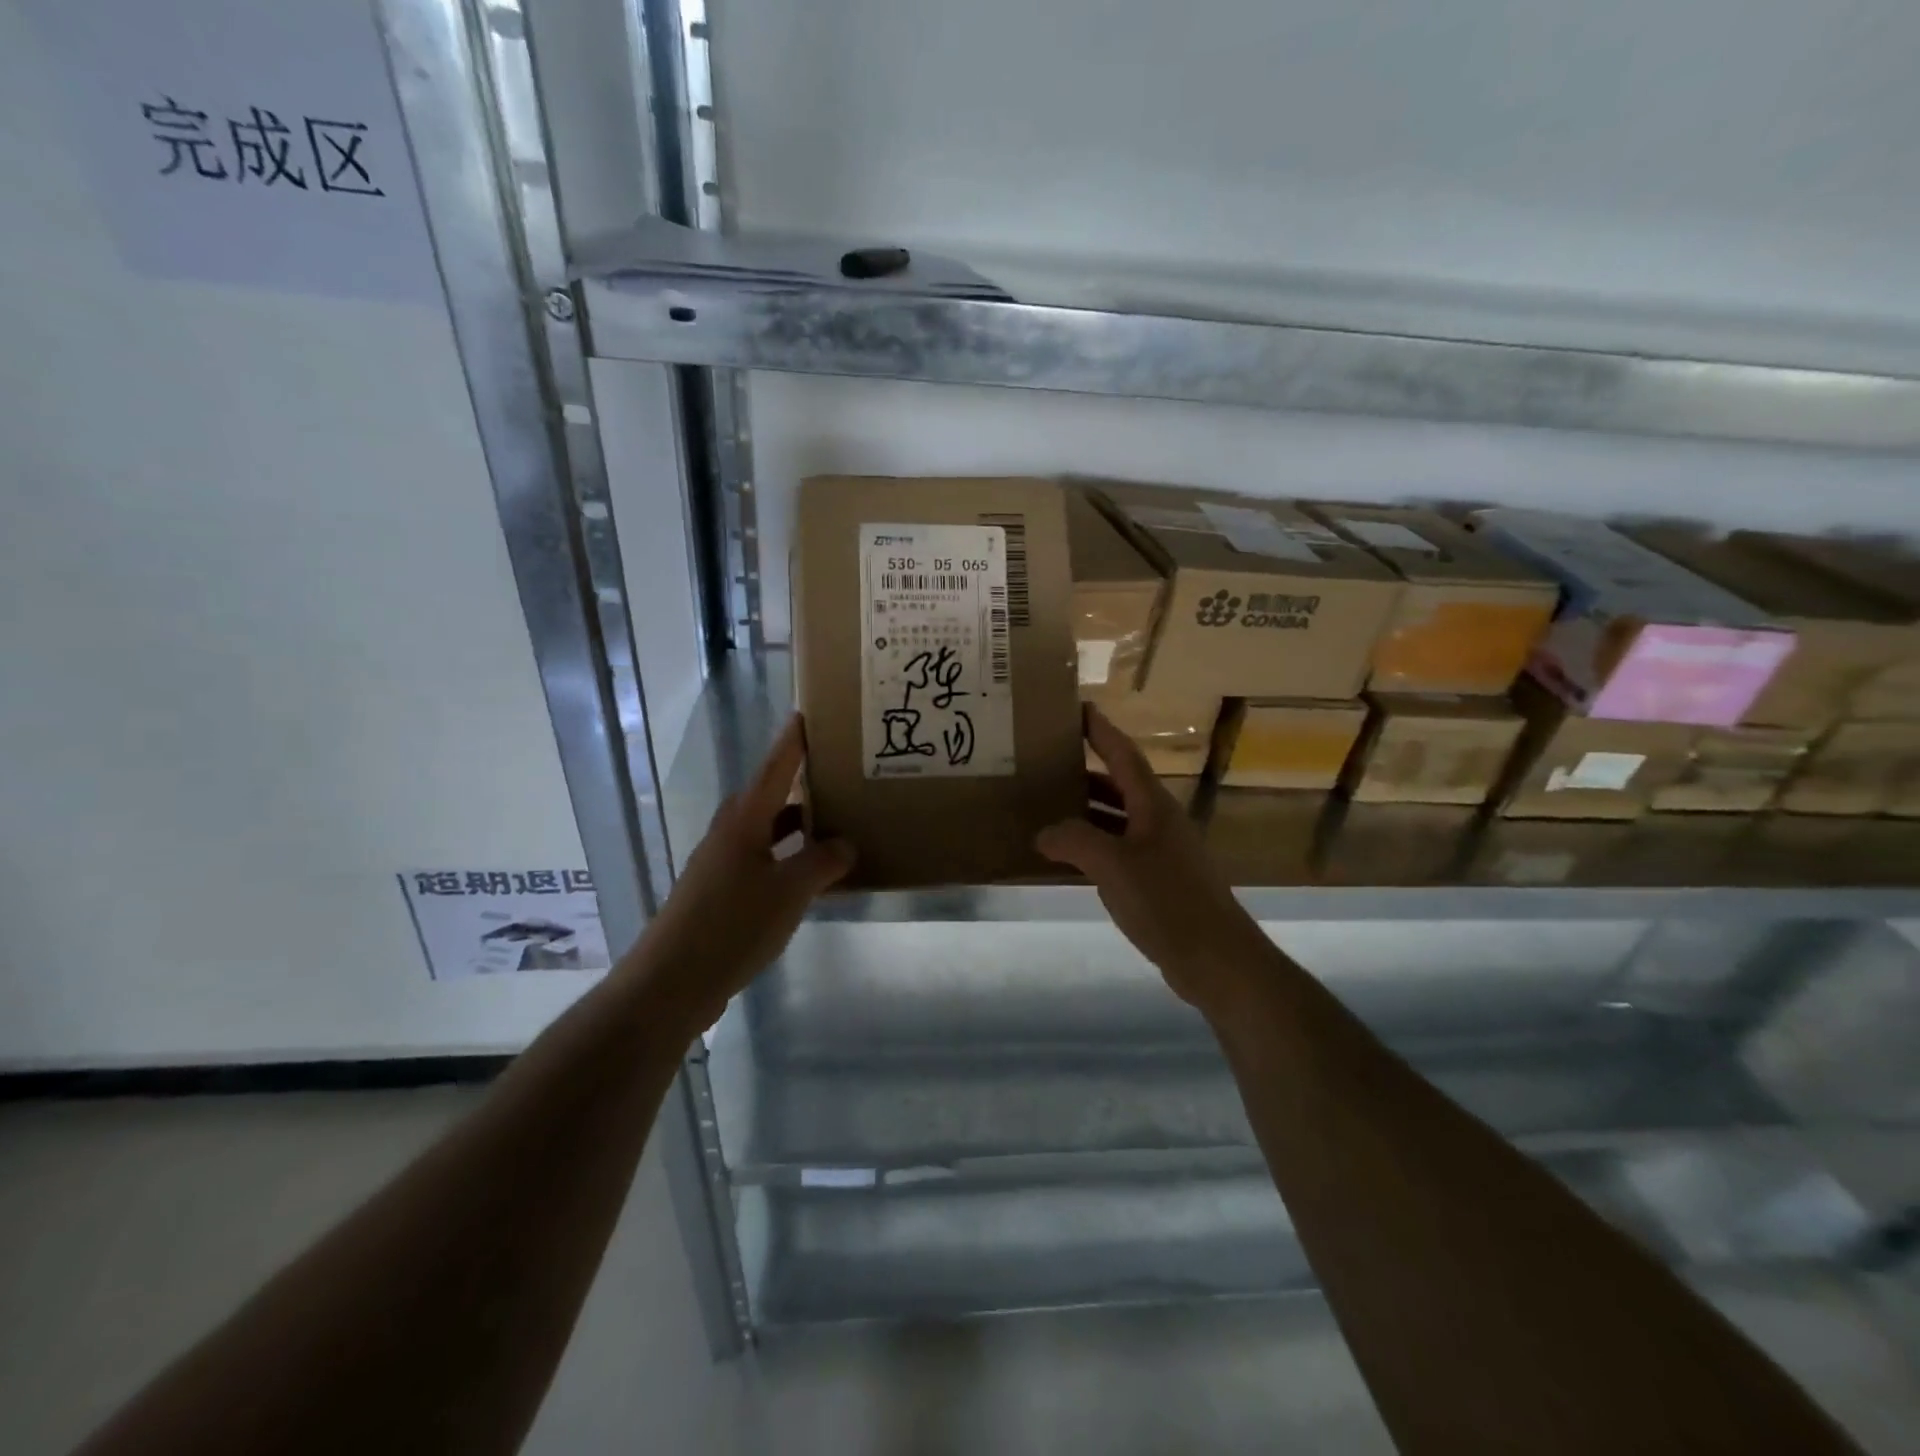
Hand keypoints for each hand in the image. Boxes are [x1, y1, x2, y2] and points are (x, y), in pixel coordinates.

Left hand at [625, 716, 853, 1030]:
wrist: (672, 981)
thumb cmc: (733, 925)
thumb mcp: (790, 891)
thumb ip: (823, 862)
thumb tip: (845, 844)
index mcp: (745, 820)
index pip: (775, 768)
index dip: (792, 742)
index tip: (806, 715)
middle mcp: (730, 834)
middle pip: (770, 797)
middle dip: (800, 784)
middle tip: (835, 775)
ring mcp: (722, 864)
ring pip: (767, 832)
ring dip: (797, 826)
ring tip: (834, 825)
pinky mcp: (720, 893)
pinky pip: (763, 861)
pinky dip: (788, 859)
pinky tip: (810, 877)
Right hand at [1036, 706, 1275, 1017]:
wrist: (1217, 960)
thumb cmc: (1167, 902)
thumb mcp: (1113, 865)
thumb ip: (1074, 841)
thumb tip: (1044, 832)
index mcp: (1154, 806)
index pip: (1124, 754)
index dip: (1101, 730)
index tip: (1078, 708)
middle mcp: (1160, 822)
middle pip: (1120, 785)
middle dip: (1086, 771)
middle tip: (1048, 762)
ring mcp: (1162, 853)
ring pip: (1118, 820)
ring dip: (1087, 812)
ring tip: (1048, 807)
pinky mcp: (1160, 883)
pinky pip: (1119, 851)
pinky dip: (1094, 847)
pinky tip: (1069, 859)